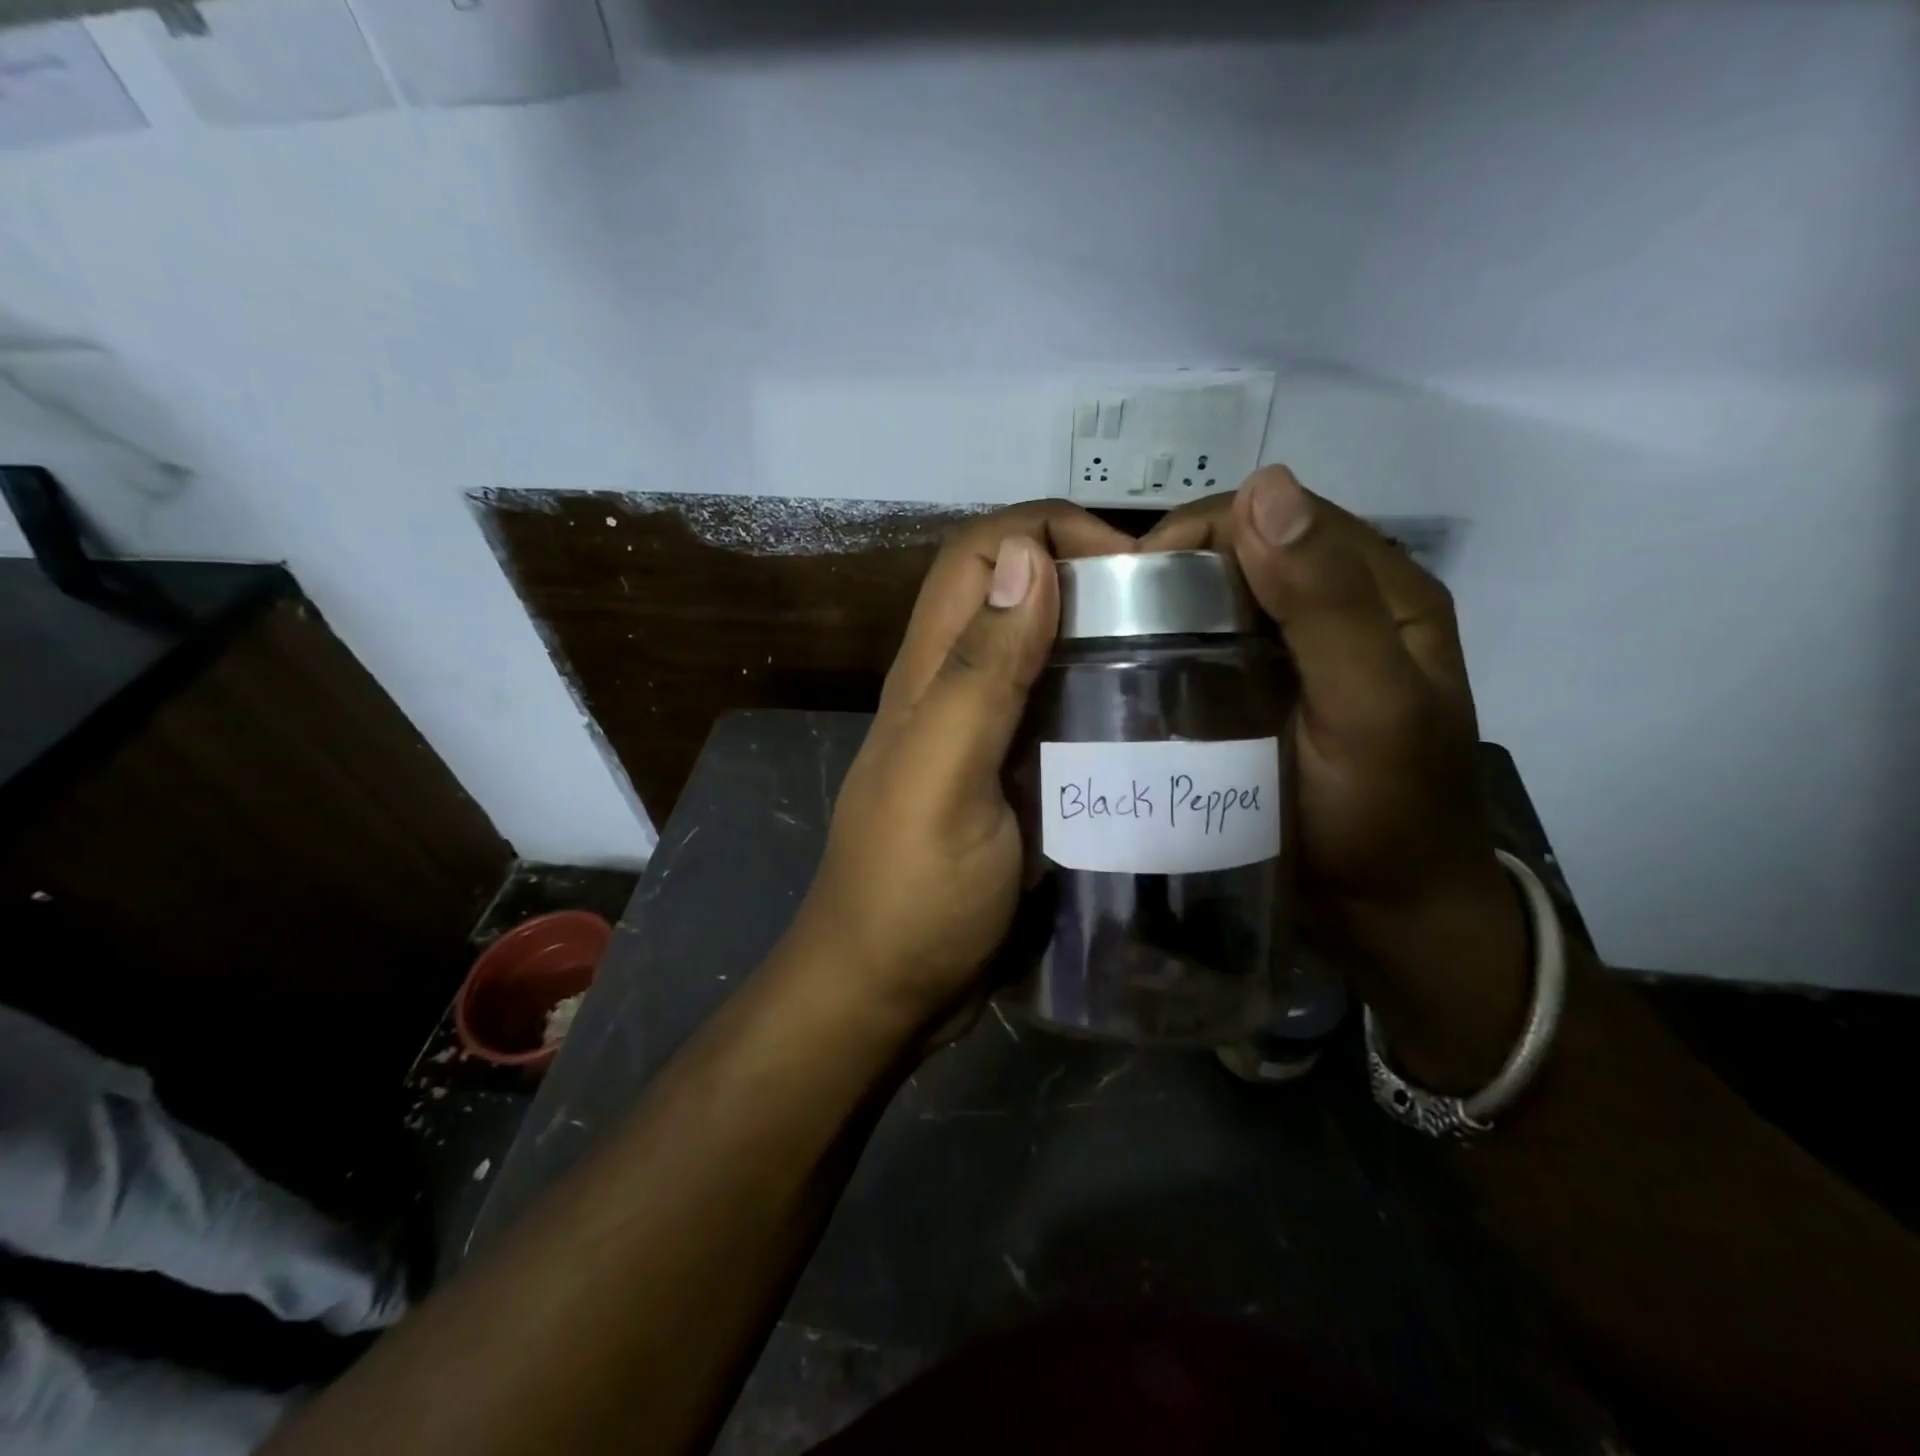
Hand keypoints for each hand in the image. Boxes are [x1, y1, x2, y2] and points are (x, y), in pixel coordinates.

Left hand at [790, 502, 1135, 1039]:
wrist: (888, 991)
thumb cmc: (913, 893)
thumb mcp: (946, 779)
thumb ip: (981, 672)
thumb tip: (1025, 556)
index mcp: (930, 673)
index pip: (980, 553)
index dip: (1048, 531)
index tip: (1129, 569)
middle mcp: (953, 688)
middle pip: (1012, 591)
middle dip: (1085, 574)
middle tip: (1168, 611)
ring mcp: (982, 736)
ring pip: (1039, 651)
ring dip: (1097, 635)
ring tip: (1172, 656)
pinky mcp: (1008, 779)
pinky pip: (1055, 713)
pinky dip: (1096, 697)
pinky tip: (1146, 721)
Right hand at [1142, 468, 1528, 1087]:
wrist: (1389, 914)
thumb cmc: (1385, 814)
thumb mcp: (1368, 706)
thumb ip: (1326, 602)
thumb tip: (1263, 485)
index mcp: (1381, 589)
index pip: (1278, 514)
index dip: (1203, 532)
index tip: (1135, 587)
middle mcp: (1341, 605)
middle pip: (1245, 550)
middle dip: (1175, 571)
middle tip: (1114, 624)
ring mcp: (1302, 651)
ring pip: (1223, 597)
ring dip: (1168, 609)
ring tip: (1113, 645)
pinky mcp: (1269, 691)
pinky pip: (1214, 645)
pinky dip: (1174, 646)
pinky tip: (1139, 673)